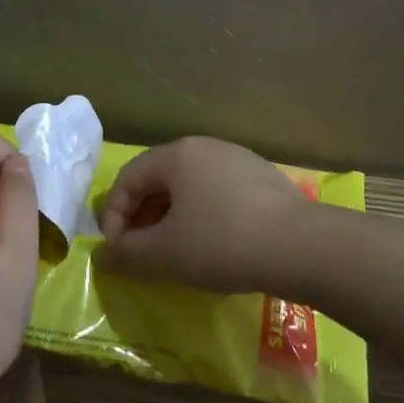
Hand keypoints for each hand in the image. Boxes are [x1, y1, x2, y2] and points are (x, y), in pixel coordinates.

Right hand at [95, 136, 312, 295]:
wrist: (300, 246)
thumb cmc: (221, 243)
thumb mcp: (165, 254)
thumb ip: (126, 254)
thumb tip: (102, 256)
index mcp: (175, 155)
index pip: (128, 178)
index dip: (114, 216)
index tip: (118, 252)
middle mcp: (204, 146)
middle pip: (158, 178)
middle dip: (142, 216)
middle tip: (142, 252)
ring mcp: (236, 158)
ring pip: (189, 185)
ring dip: (171, 216)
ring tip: (176, 250)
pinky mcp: (262, 176)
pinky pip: (217, 191)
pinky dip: (202, 214)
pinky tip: (214, 243)